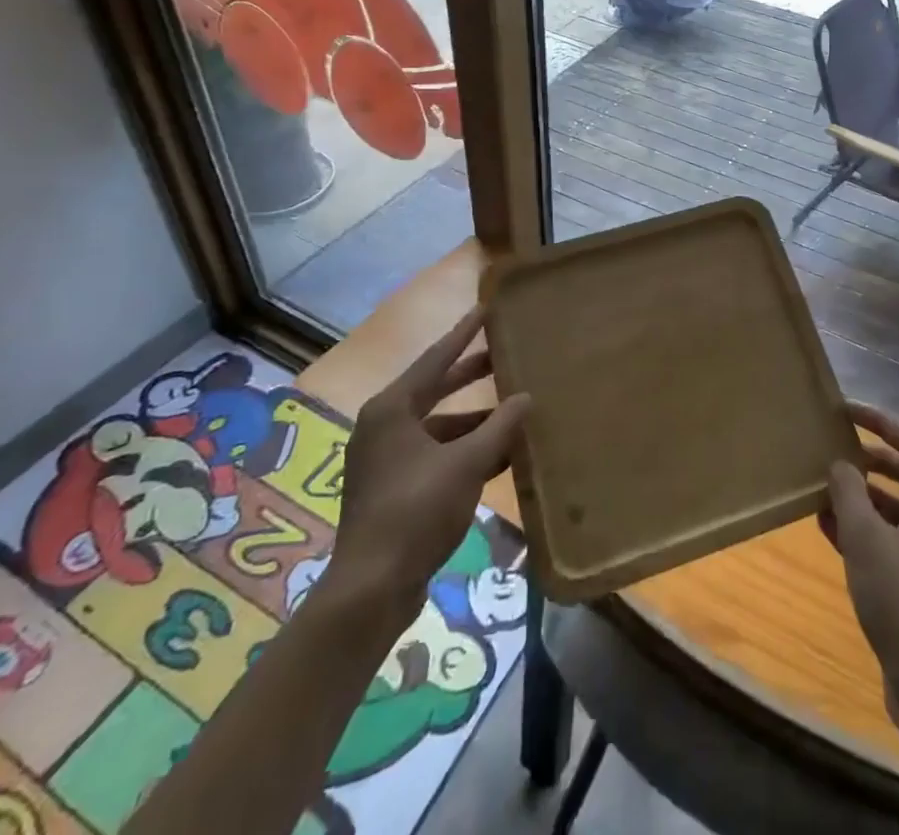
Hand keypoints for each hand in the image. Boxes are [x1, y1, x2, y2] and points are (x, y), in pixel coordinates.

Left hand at [316, 309, 529, 629]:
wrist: (371, 588)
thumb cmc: (417, 511)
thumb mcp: (467, 463)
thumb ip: (499, 427)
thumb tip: (527, 398)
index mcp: (391, 409)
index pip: (435, 358)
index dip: (463, 333)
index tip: (485, 308)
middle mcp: (383, 426)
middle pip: (435, 389)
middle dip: (471, 375)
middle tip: (505, 356)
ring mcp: (384, 460)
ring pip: (438, 427)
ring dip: (474, 421)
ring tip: (513, 413)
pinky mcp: (391, 489)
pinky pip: (434, 454)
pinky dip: (464, 451)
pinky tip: (499, 457)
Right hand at [819, 404, 898, 713]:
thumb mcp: (865, 538)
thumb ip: (849, 491)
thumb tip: (841, 463)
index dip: (877, 421)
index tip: (843, 411)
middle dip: (869, 462)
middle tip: (833, 452)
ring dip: (866, 500)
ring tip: (825, 494)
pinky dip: (873, 533)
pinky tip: (833, 533)